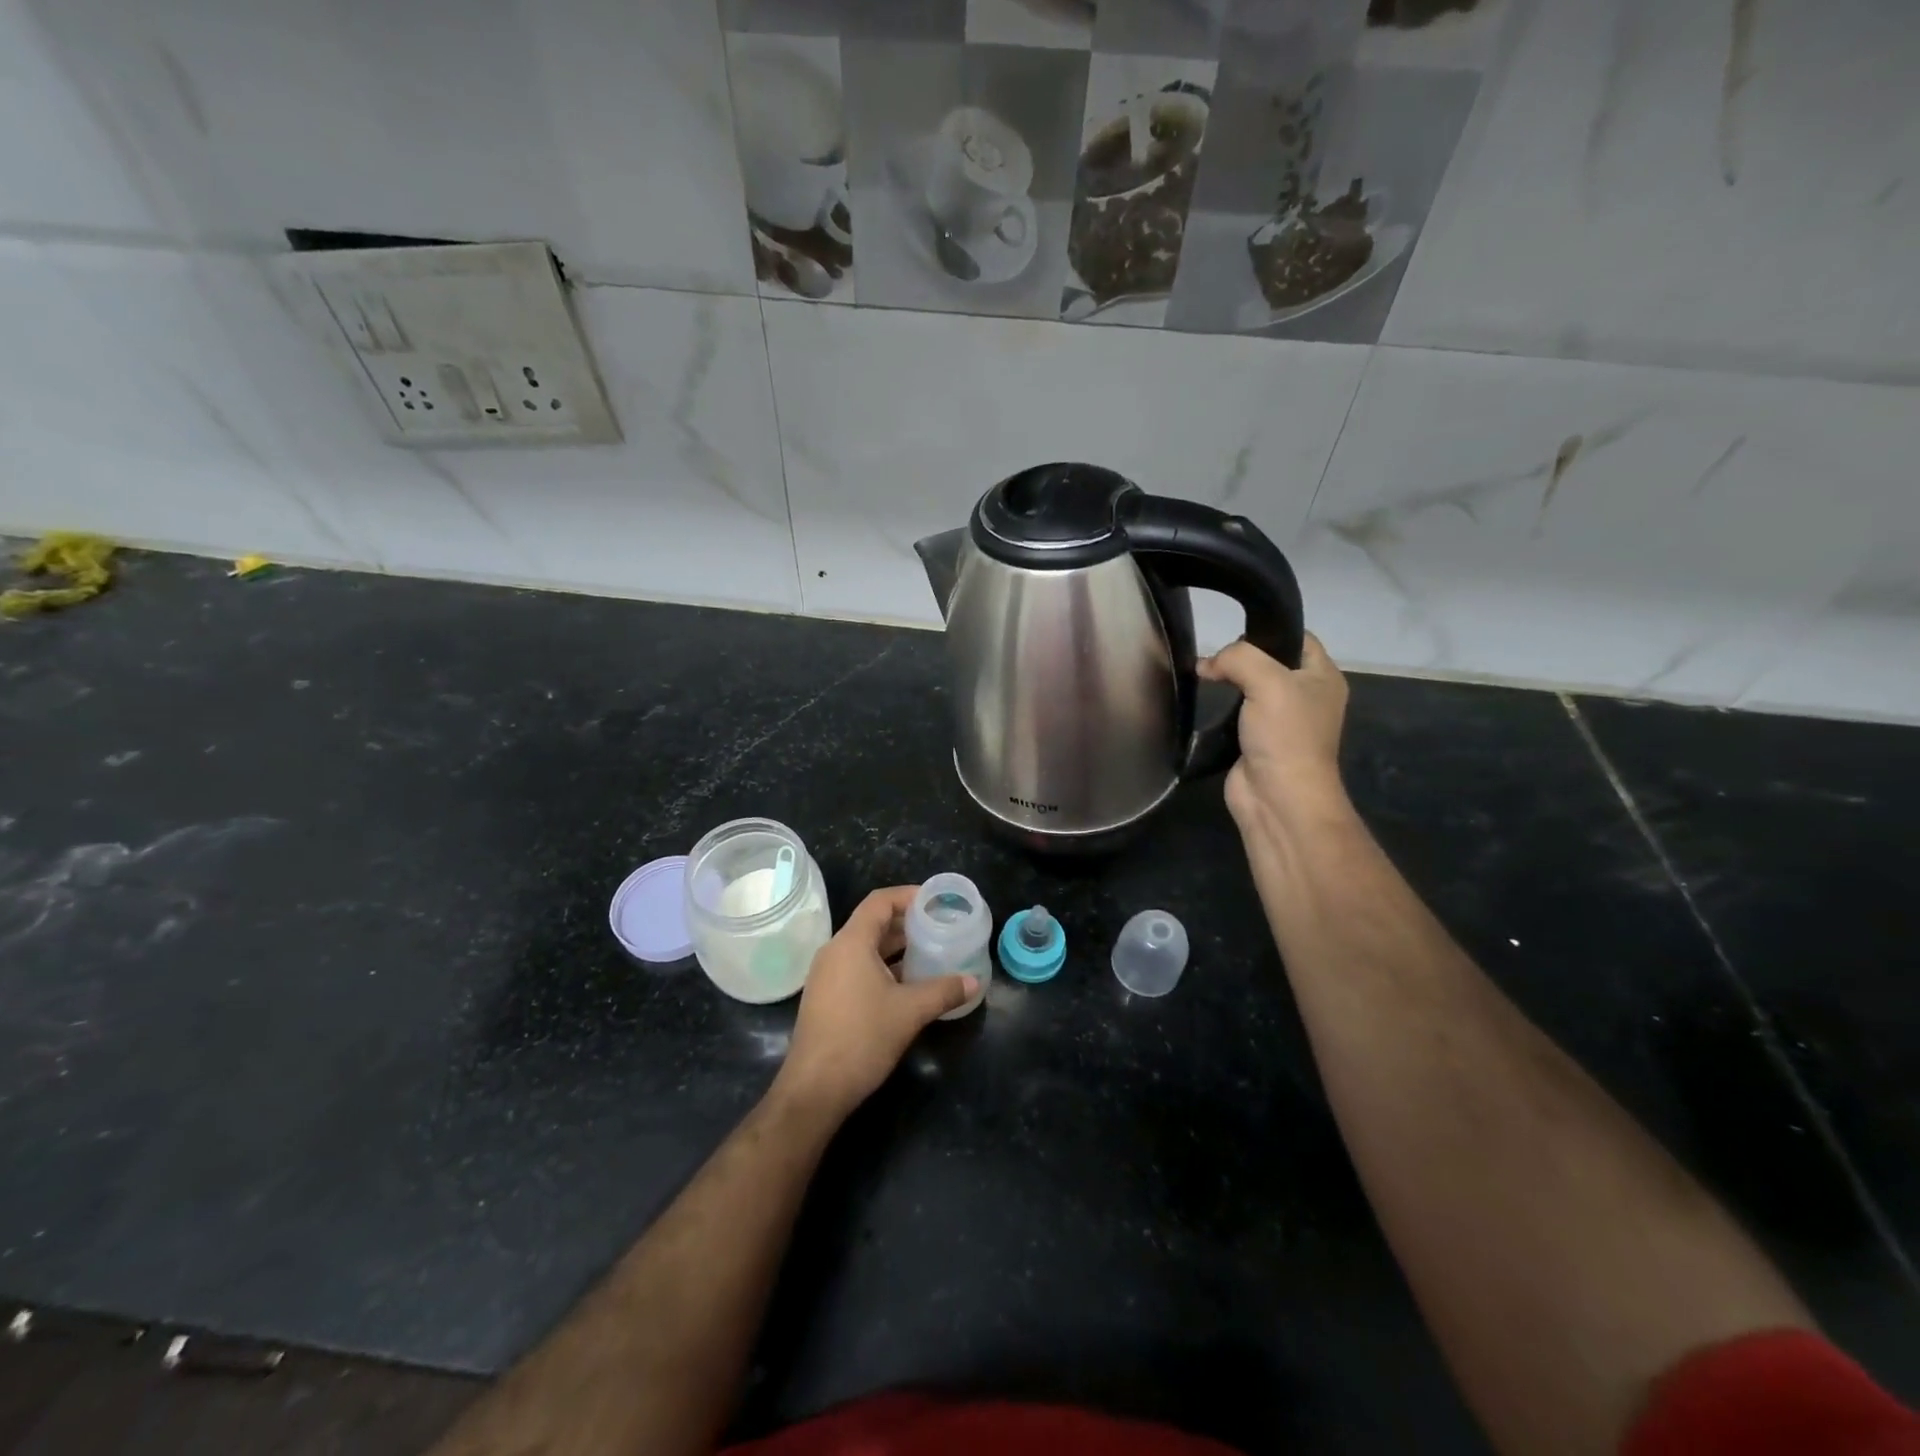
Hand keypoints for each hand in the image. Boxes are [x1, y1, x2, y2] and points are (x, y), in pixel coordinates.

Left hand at [774, 886, 977, 1122]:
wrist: (815, 1089)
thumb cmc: (862, 1038)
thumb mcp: (910, 1012)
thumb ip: (943, 991)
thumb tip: (973, 981)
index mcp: (851, 943)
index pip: (880, 902)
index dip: (909, 895)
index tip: (936, 901)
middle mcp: (835, 951)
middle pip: (873, 923)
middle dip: (907, 923)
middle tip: (940, 927)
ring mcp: (827, 975)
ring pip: (866, 948)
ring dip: (897, 948)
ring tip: (930, 952)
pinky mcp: (827, 997)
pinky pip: (858, 967)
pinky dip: (884, 967)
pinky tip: (908, 984)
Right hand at [1198, 632, 1351, 839]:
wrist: (1277, 797)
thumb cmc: (1285, 735)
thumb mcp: (1268, 681)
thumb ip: (1238, 658)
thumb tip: (1207, 665)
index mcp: (1323, 677)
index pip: (1298, 637)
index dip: (1268, 630)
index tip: (1234, 632)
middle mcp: (1305, 695)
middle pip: (1270, 660)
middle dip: (1241, 656)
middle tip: (1215, 657)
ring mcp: (1280, 720)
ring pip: (1251, 686)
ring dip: (1228, 681)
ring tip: (1204, 675)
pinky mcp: (1256, 739)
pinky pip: (1237, 712)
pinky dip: (1220, 706)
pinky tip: (1204, 700)